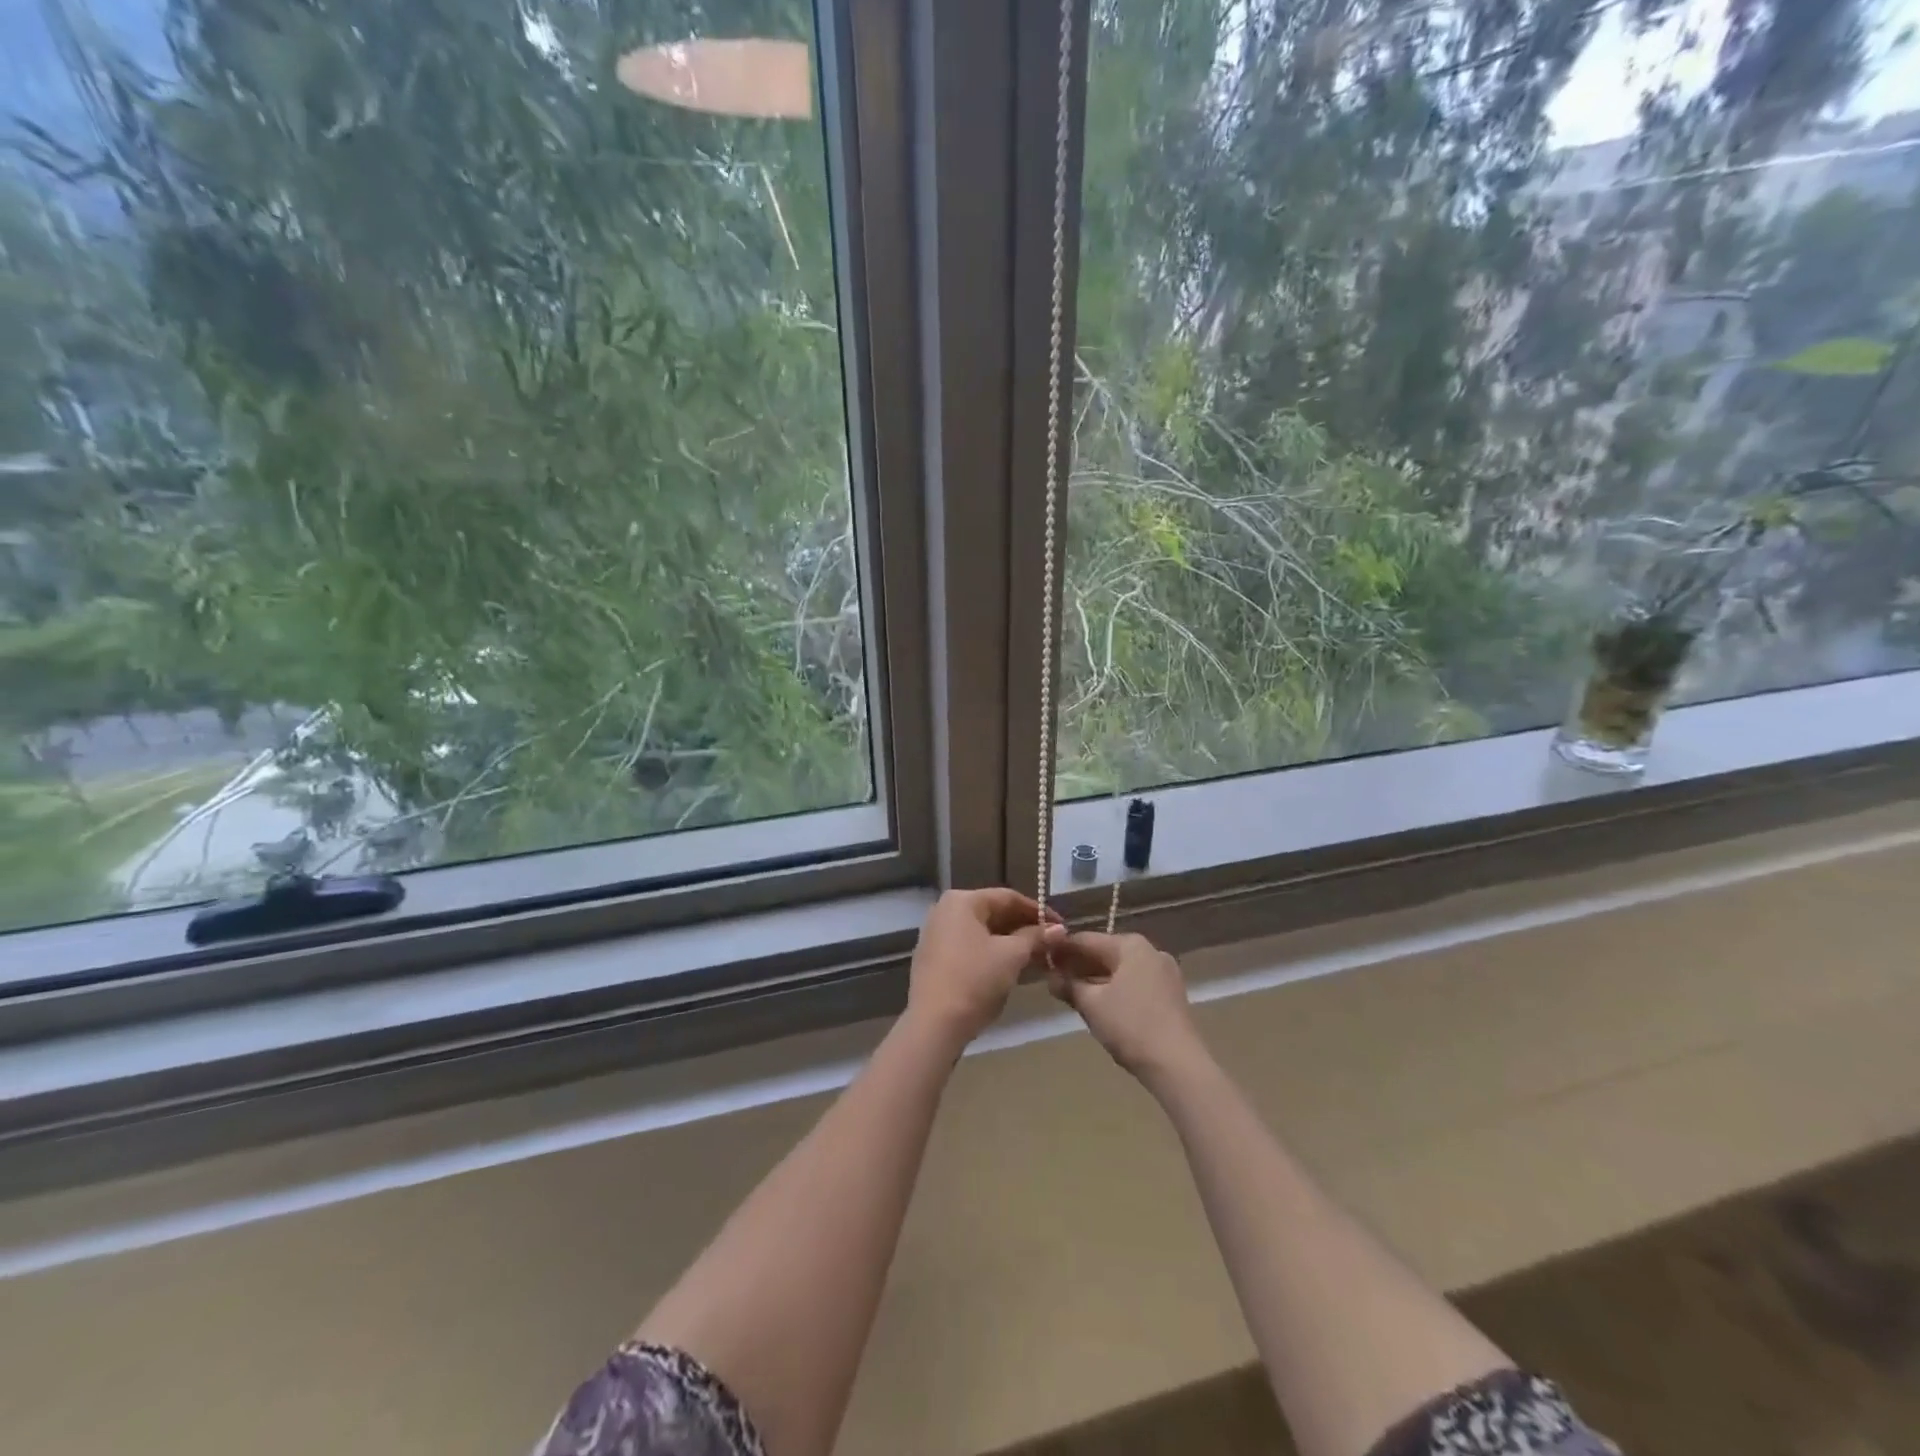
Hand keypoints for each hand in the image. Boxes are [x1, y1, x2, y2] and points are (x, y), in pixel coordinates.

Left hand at [906, 888, 1064, 1047]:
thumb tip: (1058, 929)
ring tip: (1037, 956)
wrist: (934, 1024)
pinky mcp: (934, 959)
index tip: (1061, 926)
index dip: (1038, 911)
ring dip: (1010, 942)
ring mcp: (936, 935)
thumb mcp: (1011, 956)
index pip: (1008, 898)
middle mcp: (945, 911)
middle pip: (993, 913)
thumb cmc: (975, 980)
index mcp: (962, 901)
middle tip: (1051, 943)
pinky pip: (969, 947)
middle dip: (1024, 928)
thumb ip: (1036, 937)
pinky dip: (991, 953)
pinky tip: (1010, 967)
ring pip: (982, 932)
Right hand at [1046, 931, 1207, 1083]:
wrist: (1178, 1065)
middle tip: (1054, 980)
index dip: (1061, 950)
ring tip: (1073, 994)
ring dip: (1096, 979)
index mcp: (1131, 945)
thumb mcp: (1091, 1004)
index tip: (1041, 960)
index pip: (1086, 940)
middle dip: (1079, 966)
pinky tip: (1100, 1004)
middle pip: (1105, 952)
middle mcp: (1151, 951)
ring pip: (1120, 969)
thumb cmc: (1130, 1026)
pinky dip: (1115, 989)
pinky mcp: (1171, 994)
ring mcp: (1165, 973)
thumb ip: (1068, 985)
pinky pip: (1135, 983)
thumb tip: (1050, 977)